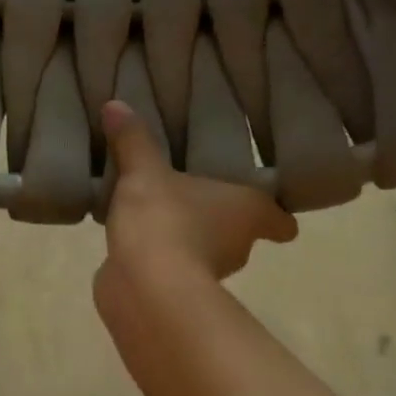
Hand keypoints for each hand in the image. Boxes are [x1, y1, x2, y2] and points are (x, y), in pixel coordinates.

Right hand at [98, 101, 295, 302]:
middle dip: (220, 217)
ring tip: (159, 211)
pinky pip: (173, 265)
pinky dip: (162, 255)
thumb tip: (115, 105)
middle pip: (240, 232)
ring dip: (188, 235)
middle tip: (196, 194)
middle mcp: (238, 245)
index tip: (268, 208)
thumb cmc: (165, 219)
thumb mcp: (144, 171)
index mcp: (247, 211)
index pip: (280, 220)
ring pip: (205, 249)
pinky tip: (137, 239)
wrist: (145, 285)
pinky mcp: (178, 291)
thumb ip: (133, 140)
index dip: (277, 215)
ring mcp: (210, 273)